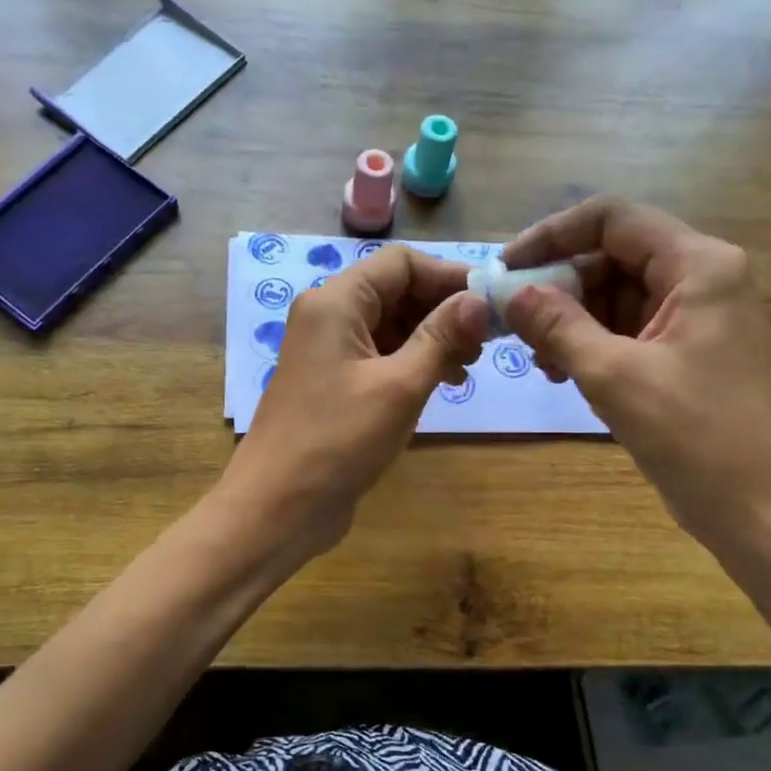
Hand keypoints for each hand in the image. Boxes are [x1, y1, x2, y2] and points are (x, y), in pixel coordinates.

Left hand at [217, 245, 489, 559]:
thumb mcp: (400, 386)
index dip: (449, 276)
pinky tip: (441, 384)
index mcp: (336, 302)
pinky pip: (378, 356)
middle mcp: (328, 317)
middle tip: (486, 342)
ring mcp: (328, 352)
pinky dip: (411, 363)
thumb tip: (480, 300)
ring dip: (431, 338)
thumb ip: (442, 337)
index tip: (492, 303)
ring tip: (468, 367)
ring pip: (390, 326)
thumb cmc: (339, 439)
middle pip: (395, 291)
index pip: (401, 264)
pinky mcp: (333, 384)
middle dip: (443, 310)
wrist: (278, 506)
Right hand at [501, 196, 770, 549]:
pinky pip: (626, 329)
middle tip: (512, 323)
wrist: (764, 509)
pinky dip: (590, 344)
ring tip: (539, 359)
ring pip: (614, 295)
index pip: (612, 219)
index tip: (506, 268)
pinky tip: (561, 372)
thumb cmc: (697, 435)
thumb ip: (558, 326)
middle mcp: (700, 278)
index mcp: (698, 265)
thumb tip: (510, 293)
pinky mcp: (685, 352)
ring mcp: (694, 317)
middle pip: (611, 256)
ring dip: (569, 319)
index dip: (552, 235)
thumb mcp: (614, 376)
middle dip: (558, 286)